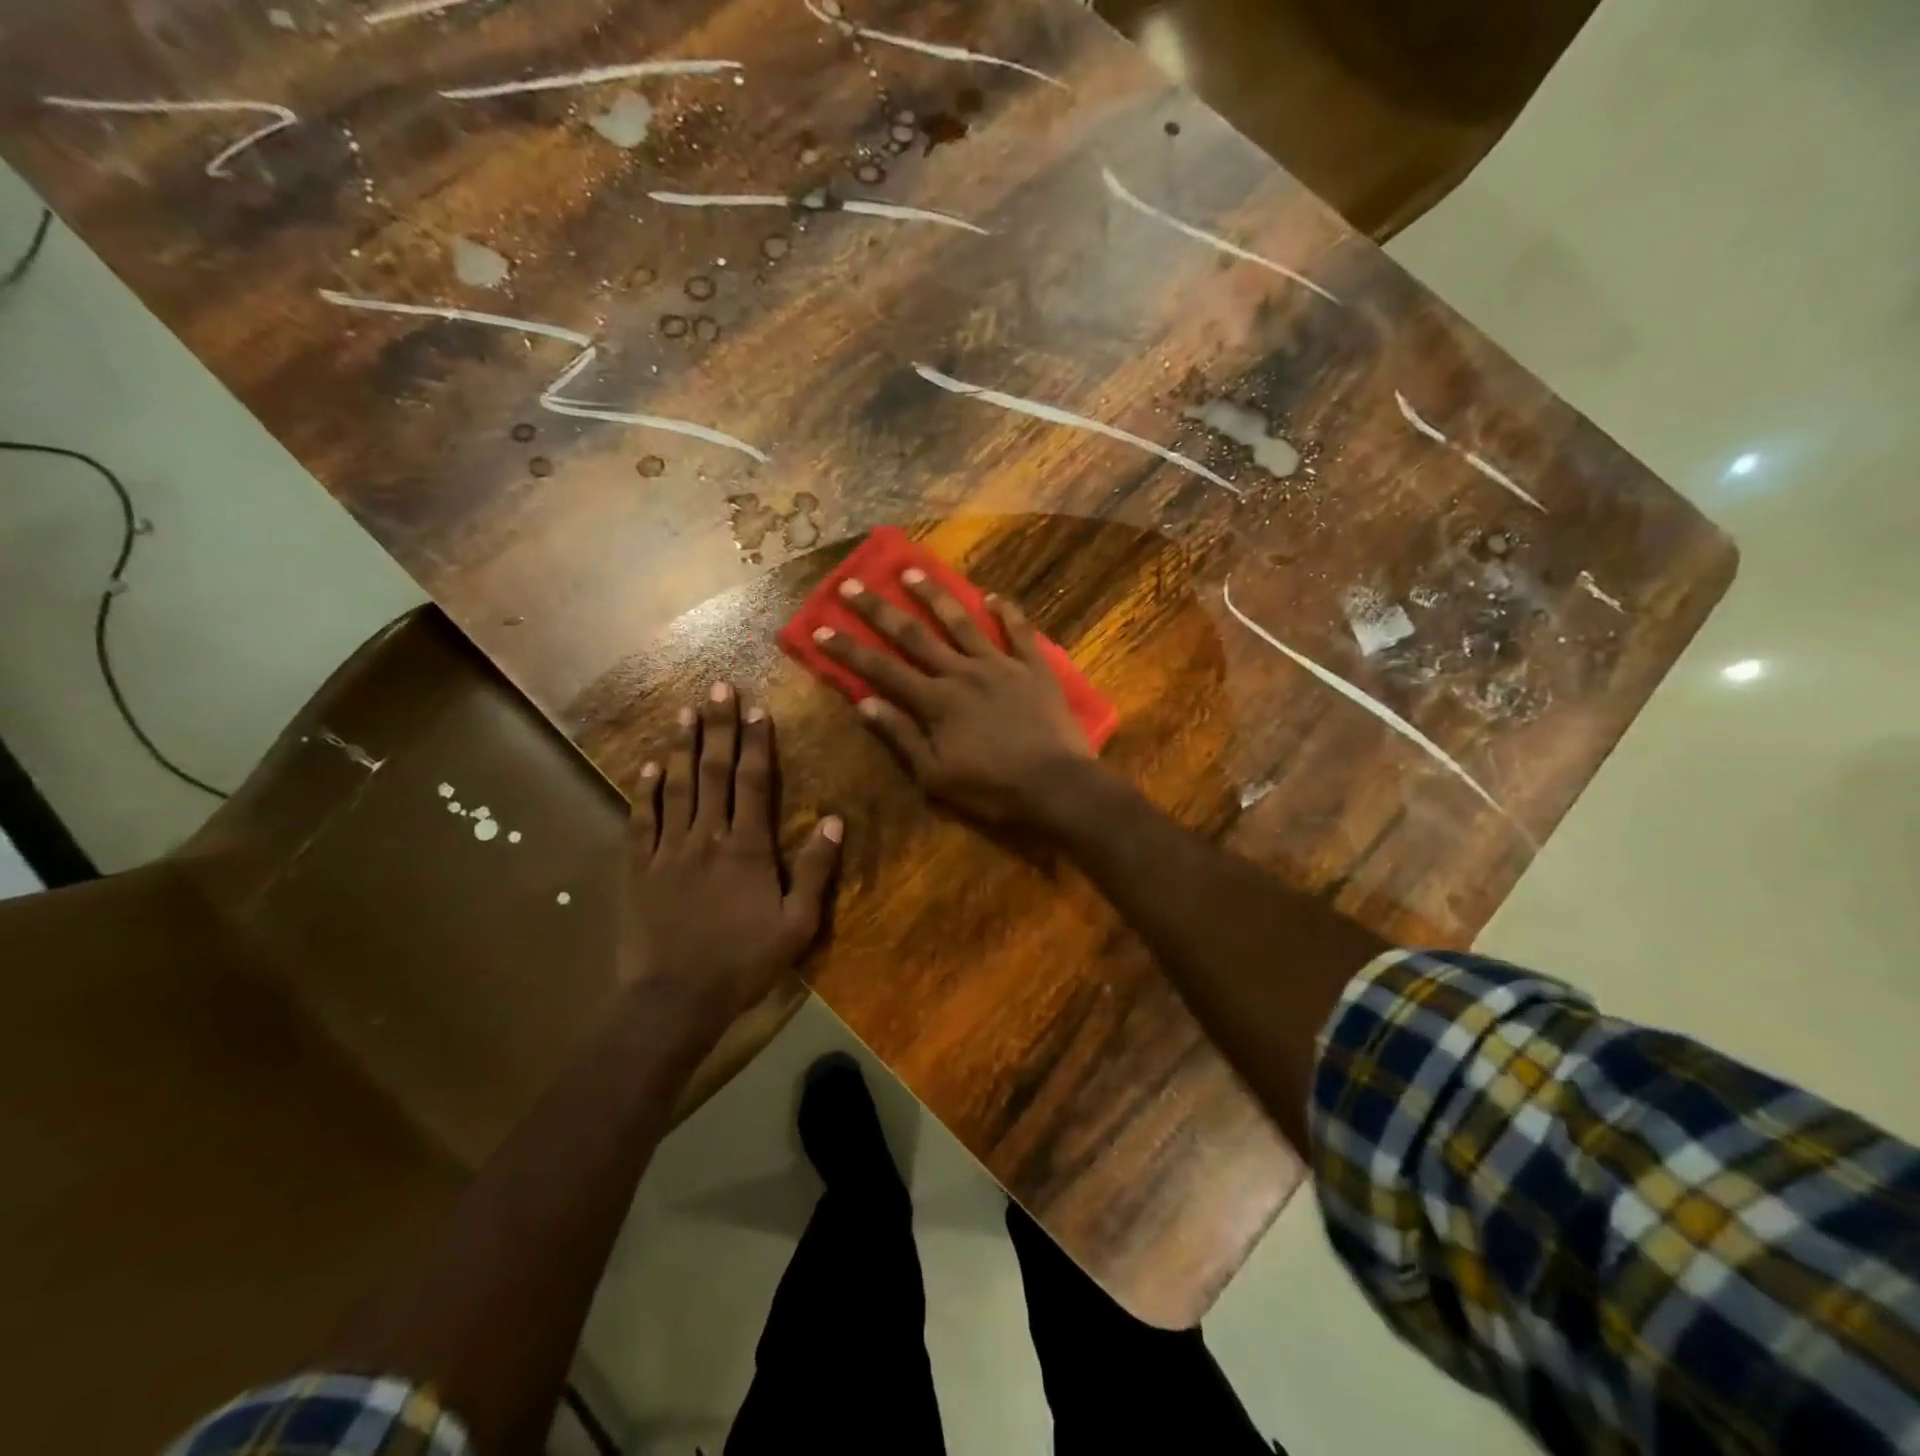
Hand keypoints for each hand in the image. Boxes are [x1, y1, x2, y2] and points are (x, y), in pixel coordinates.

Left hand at [624, 685, 841, 1022]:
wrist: (673, 1000)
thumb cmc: (742, 964)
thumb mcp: (797, 925)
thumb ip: (815, 870)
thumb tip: (836, 820)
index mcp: (748, 849)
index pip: (755, 783)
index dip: (757, 743)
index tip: (758, 709)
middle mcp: (707, 837)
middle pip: (714, 772)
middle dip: (719, 728)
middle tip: (717, 688)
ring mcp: (669, 850)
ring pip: (677, 786)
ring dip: (682, 747)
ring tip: (684, 711)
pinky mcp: (640, 868)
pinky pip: (642, 820)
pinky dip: (645, 790)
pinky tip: (647, 766)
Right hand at [815, 570, 1095, 826]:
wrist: (1057, 786)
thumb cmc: (992, 789)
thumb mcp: (936, 776)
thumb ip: (902, 737)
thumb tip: (864, 704)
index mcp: (935, 702)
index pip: (882, 669)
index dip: (849, 649)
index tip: (821, 626)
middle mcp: (962, 673)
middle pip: (914, 635)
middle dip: (879, 609)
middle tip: (853, 583)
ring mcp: (1000, 666)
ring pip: (962, 622)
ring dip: (935, 595)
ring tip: (912, 571)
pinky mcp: (1035, 668)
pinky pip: (1019, 632)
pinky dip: (1007, 612)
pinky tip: (995, 596)